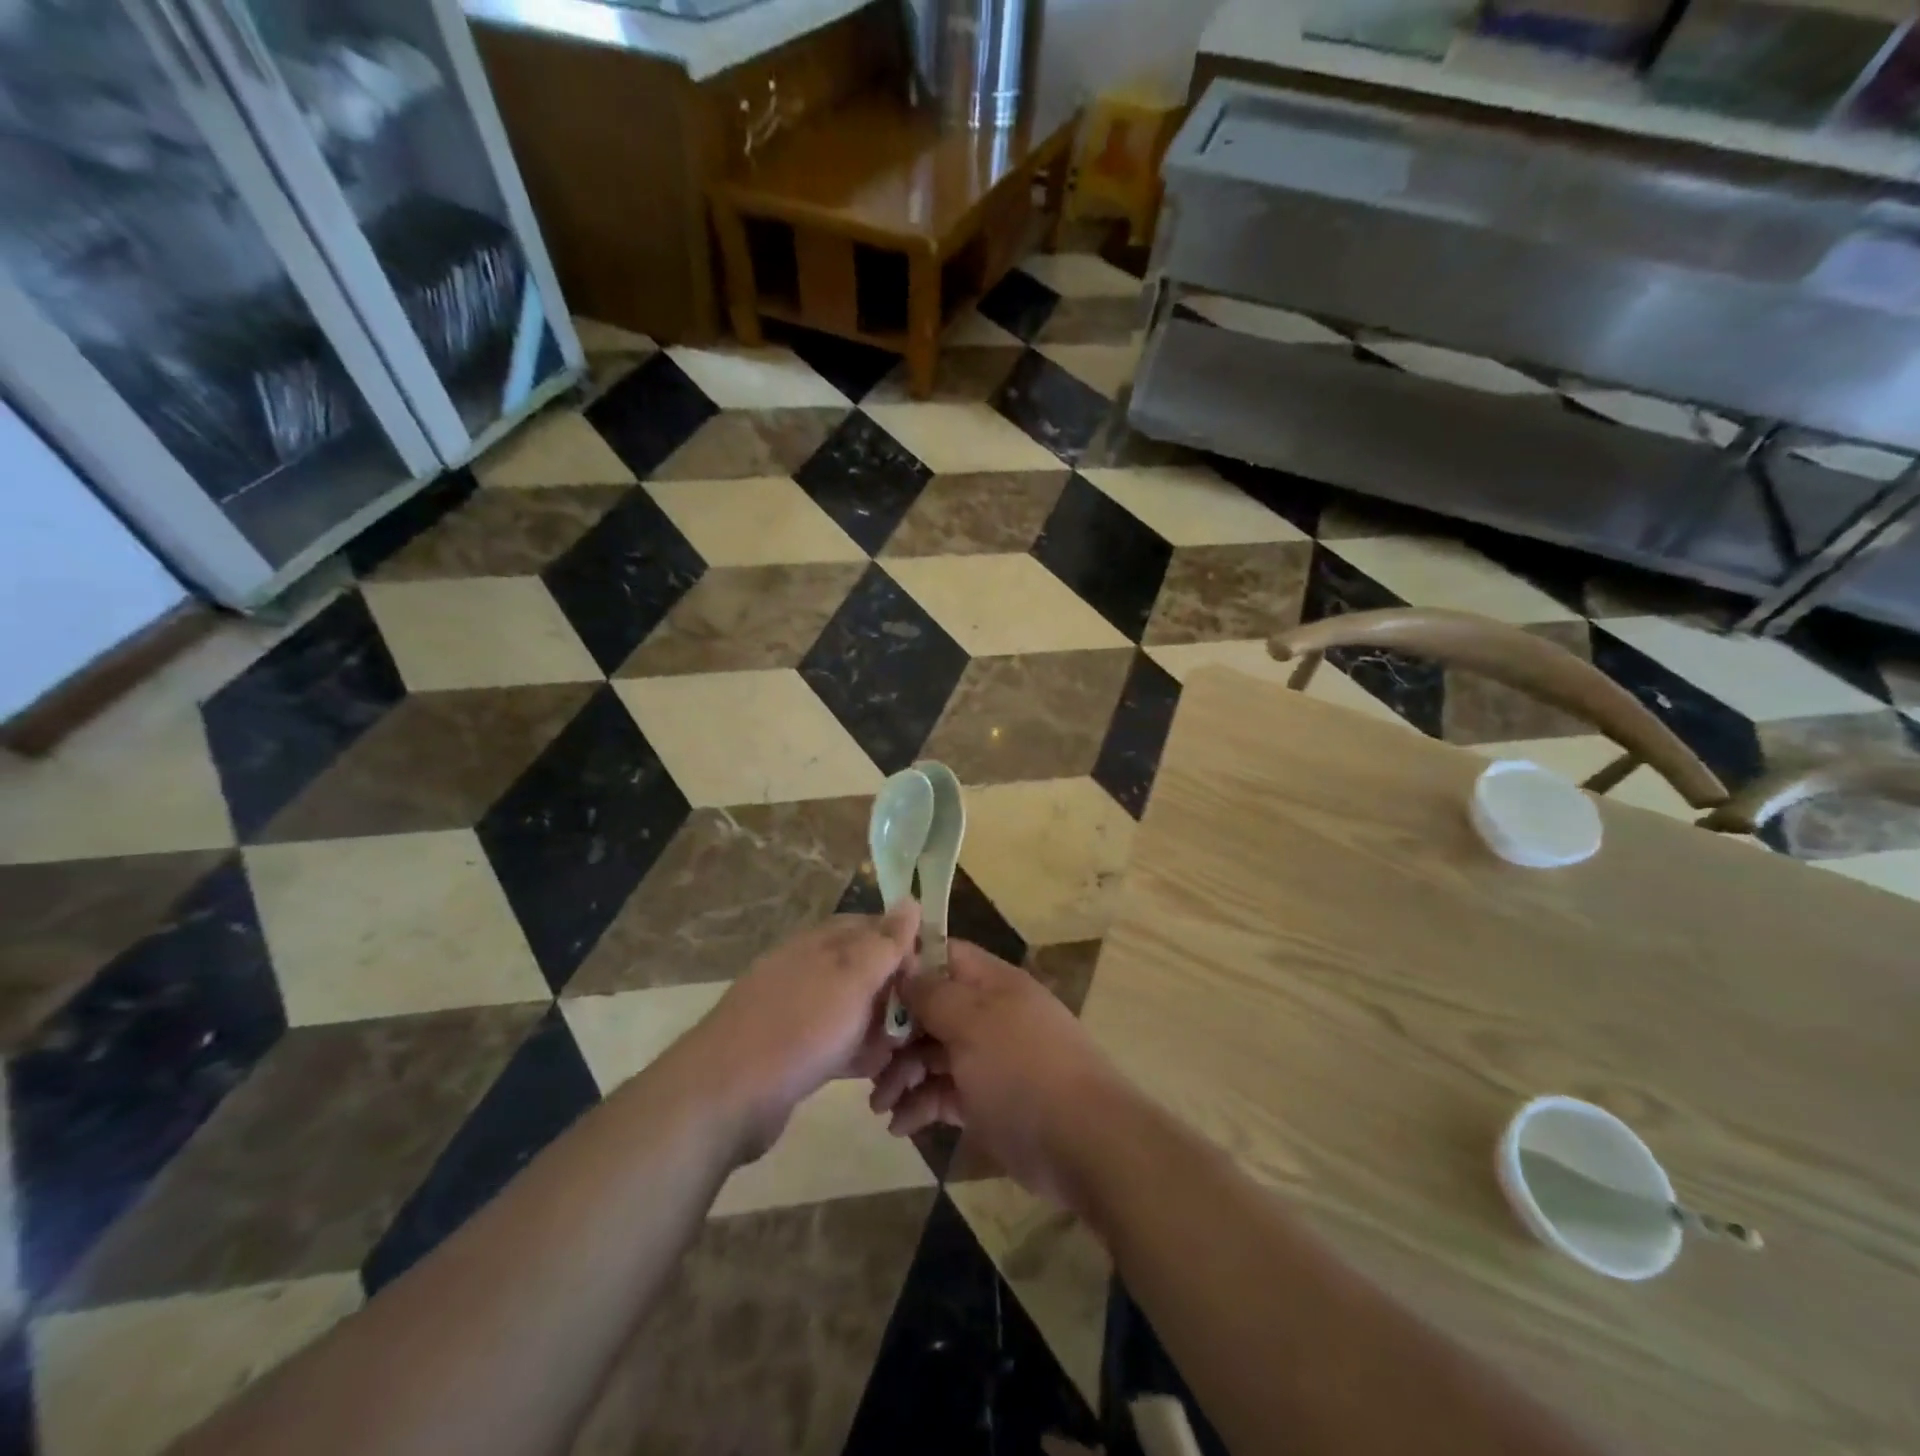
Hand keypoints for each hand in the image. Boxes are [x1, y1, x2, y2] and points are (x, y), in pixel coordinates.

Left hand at [688, 905, 919, 1159]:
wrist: (724, 1096)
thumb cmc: (798, 1028)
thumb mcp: (852, 978)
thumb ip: (885, 942)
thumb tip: (911, 897)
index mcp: (820, 942)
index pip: (874, 927)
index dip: (905, 946)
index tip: (932, 976)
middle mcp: (808, 969)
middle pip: (866, 970)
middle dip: (896, 995)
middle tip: (920, 1025)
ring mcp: (798, 1011)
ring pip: (854, 1009)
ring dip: (880, 1029)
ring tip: (900, 1055)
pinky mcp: (792, 1051)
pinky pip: (837, 1042)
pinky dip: (856, 1053)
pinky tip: (874, 1073)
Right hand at [868, 939, 1125, 1207]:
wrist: (1084, 1143)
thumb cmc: (1023, 1069)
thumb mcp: (973, 1023)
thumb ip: (934, 993)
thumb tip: (905, 965)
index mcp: (992, 984)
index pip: (943, 956)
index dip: (907, 966)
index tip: (867, 986)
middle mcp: (989, 1014)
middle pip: (932, 1009)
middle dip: (896, 1033)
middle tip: (866, 1062)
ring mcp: (988, 1059)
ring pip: (933, 1054)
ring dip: (902, 1075)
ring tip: (879, 1105)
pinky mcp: (986, 1101)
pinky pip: (943, 1093)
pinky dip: (920, 1105)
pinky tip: (899, 1126)